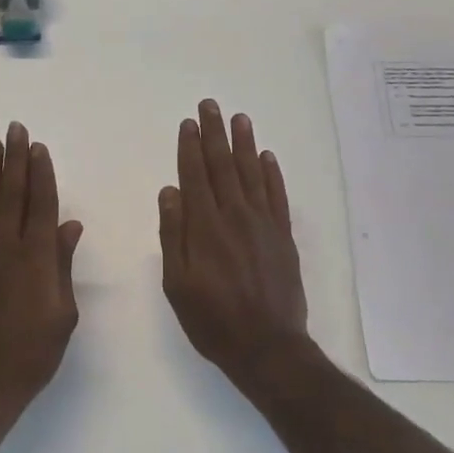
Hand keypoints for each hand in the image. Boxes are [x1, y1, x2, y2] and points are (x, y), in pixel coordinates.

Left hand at [0, 122, 83, 419]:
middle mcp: (5, 248)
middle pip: (12, 194)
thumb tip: (70, 226)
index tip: (39, 148)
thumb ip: (63, 266)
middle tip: (15, 129)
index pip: (41, 205)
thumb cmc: (31, 355)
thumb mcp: (62, 314)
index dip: (42, 174)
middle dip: (15, 160)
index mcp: (37, 259)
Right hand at [159, 101, 320, 391]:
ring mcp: (263, 224)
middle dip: (215, 133)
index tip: (188, 123)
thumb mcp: (177, 283)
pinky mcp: (283, 236)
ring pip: (252, 173)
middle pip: (223, 165)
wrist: (267, 346)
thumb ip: (174, 235)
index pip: (195, 175)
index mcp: (205, 226)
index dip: (189, 147)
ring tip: (239, 119)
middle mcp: (235, 215)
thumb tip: (170, 191)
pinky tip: (267, 157)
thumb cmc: (213, 319)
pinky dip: (272, 174)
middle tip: (210, 106)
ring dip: (244, 144)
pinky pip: (277, 196)